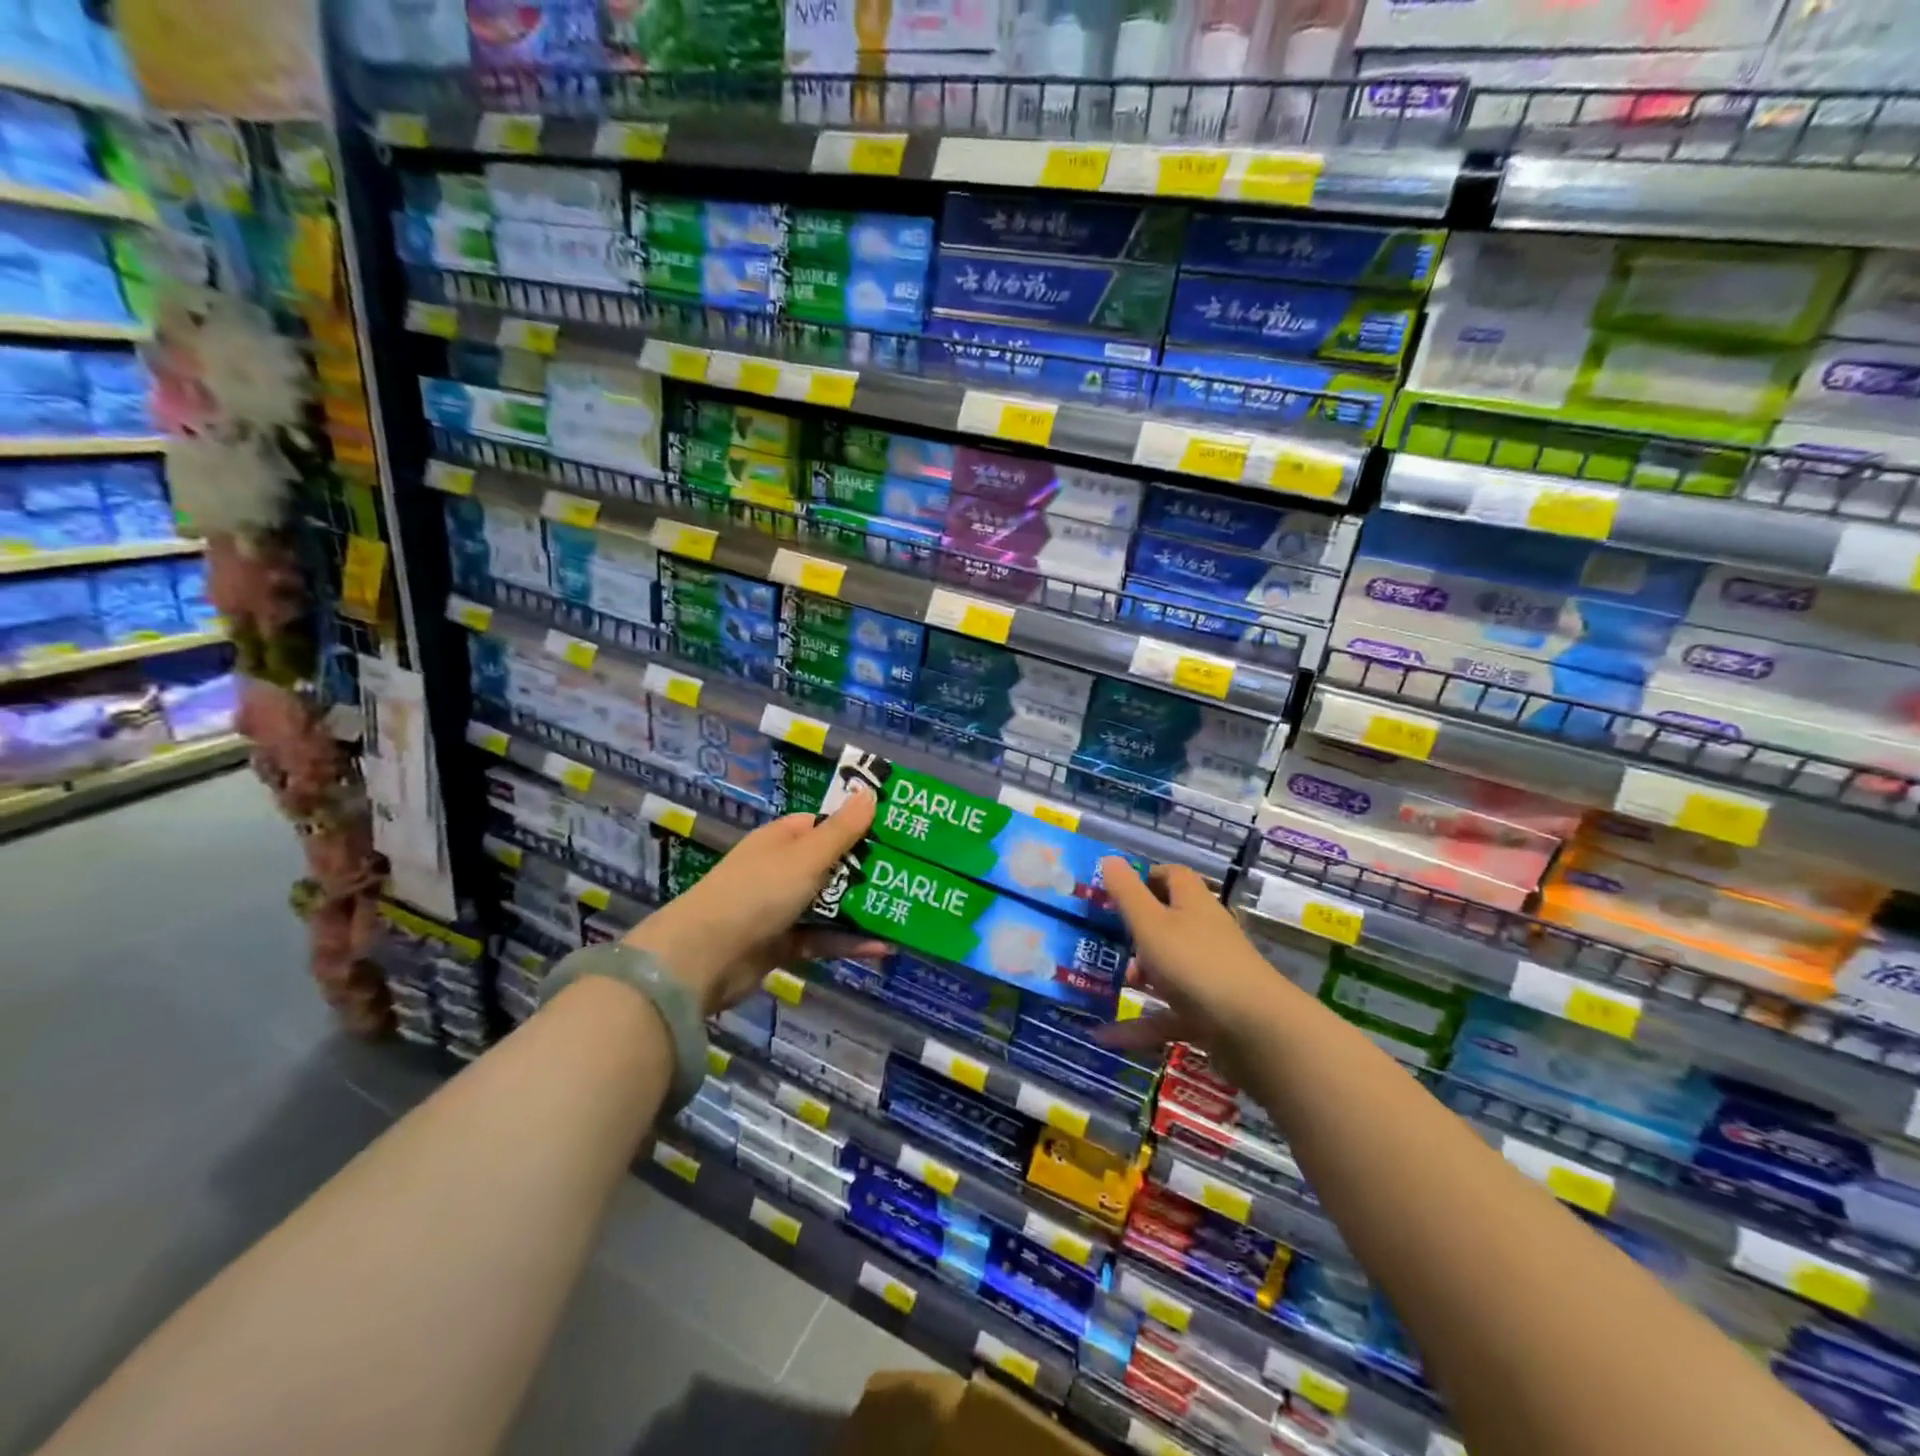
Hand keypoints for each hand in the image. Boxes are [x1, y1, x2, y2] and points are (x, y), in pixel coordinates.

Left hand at [626, 788, 883, 1014]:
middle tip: (913, 873)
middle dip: (868, 871)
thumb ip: (842, 830)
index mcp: (782, 839)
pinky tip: (882, 948)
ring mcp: (781, 908)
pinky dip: (849, 943)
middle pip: (832, 865)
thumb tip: (869, 792)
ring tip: (906, 911)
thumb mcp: (806, 857)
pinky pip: (823, 938)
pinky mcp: (783, 944)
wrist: (704, 958)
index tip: (896, 832)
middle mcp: (781, 869)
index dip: (858, 825)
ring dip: (862, 910)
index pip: (825, 824)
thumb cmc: (757, 893)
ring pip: (831, 904)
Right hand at [1095, 856, 1283, 1081]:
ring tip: (1101, 984)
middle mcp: (1204, 933)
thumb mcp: (1151, 924)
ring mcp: (1208, 974)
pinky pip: (1168, 1013)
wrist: (1255, 1031)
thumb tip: (1109, 858)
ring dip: (1136, 976)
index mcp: (1192, 904)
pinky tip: (1107, 1037)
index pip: (1171, 876)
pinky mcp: (1210, 1013)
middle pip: (1166, 923)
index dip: (1143, 878)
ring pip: (1166, 969)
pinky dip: (1140, 1025)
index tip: (1112, 891)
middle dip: (1132, 932)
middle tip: (1100, 939)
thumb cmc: (1196, 964)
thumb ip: (1127, 893)